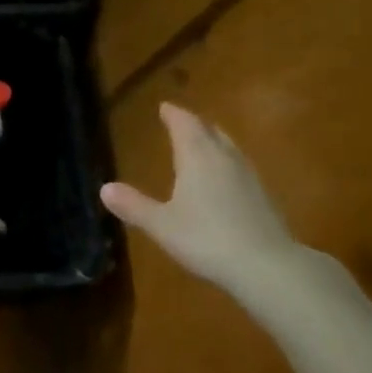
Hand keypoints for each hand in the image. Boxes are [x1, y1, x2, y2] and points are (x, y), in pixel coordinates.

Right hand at [101, 103, 310, 310]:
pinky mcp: (263, 196)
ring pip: (228, 147)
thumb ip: (134, 206)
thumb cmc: (206, 239)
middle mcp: (224, 158)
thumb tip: (104, 188)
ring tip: (203, 143)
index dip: (174, 114)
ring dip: (213, 140)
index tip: (165, 106)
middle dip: (194, 124)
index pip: (185, 125)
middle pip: (210, 131)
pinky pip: (239, 166)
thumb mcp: (161, 225)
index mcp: (197, 157)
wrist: (266, 265)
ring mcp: (248, 176)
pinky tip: (224, 178)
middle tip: (182, 121)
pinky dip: (226, 162)